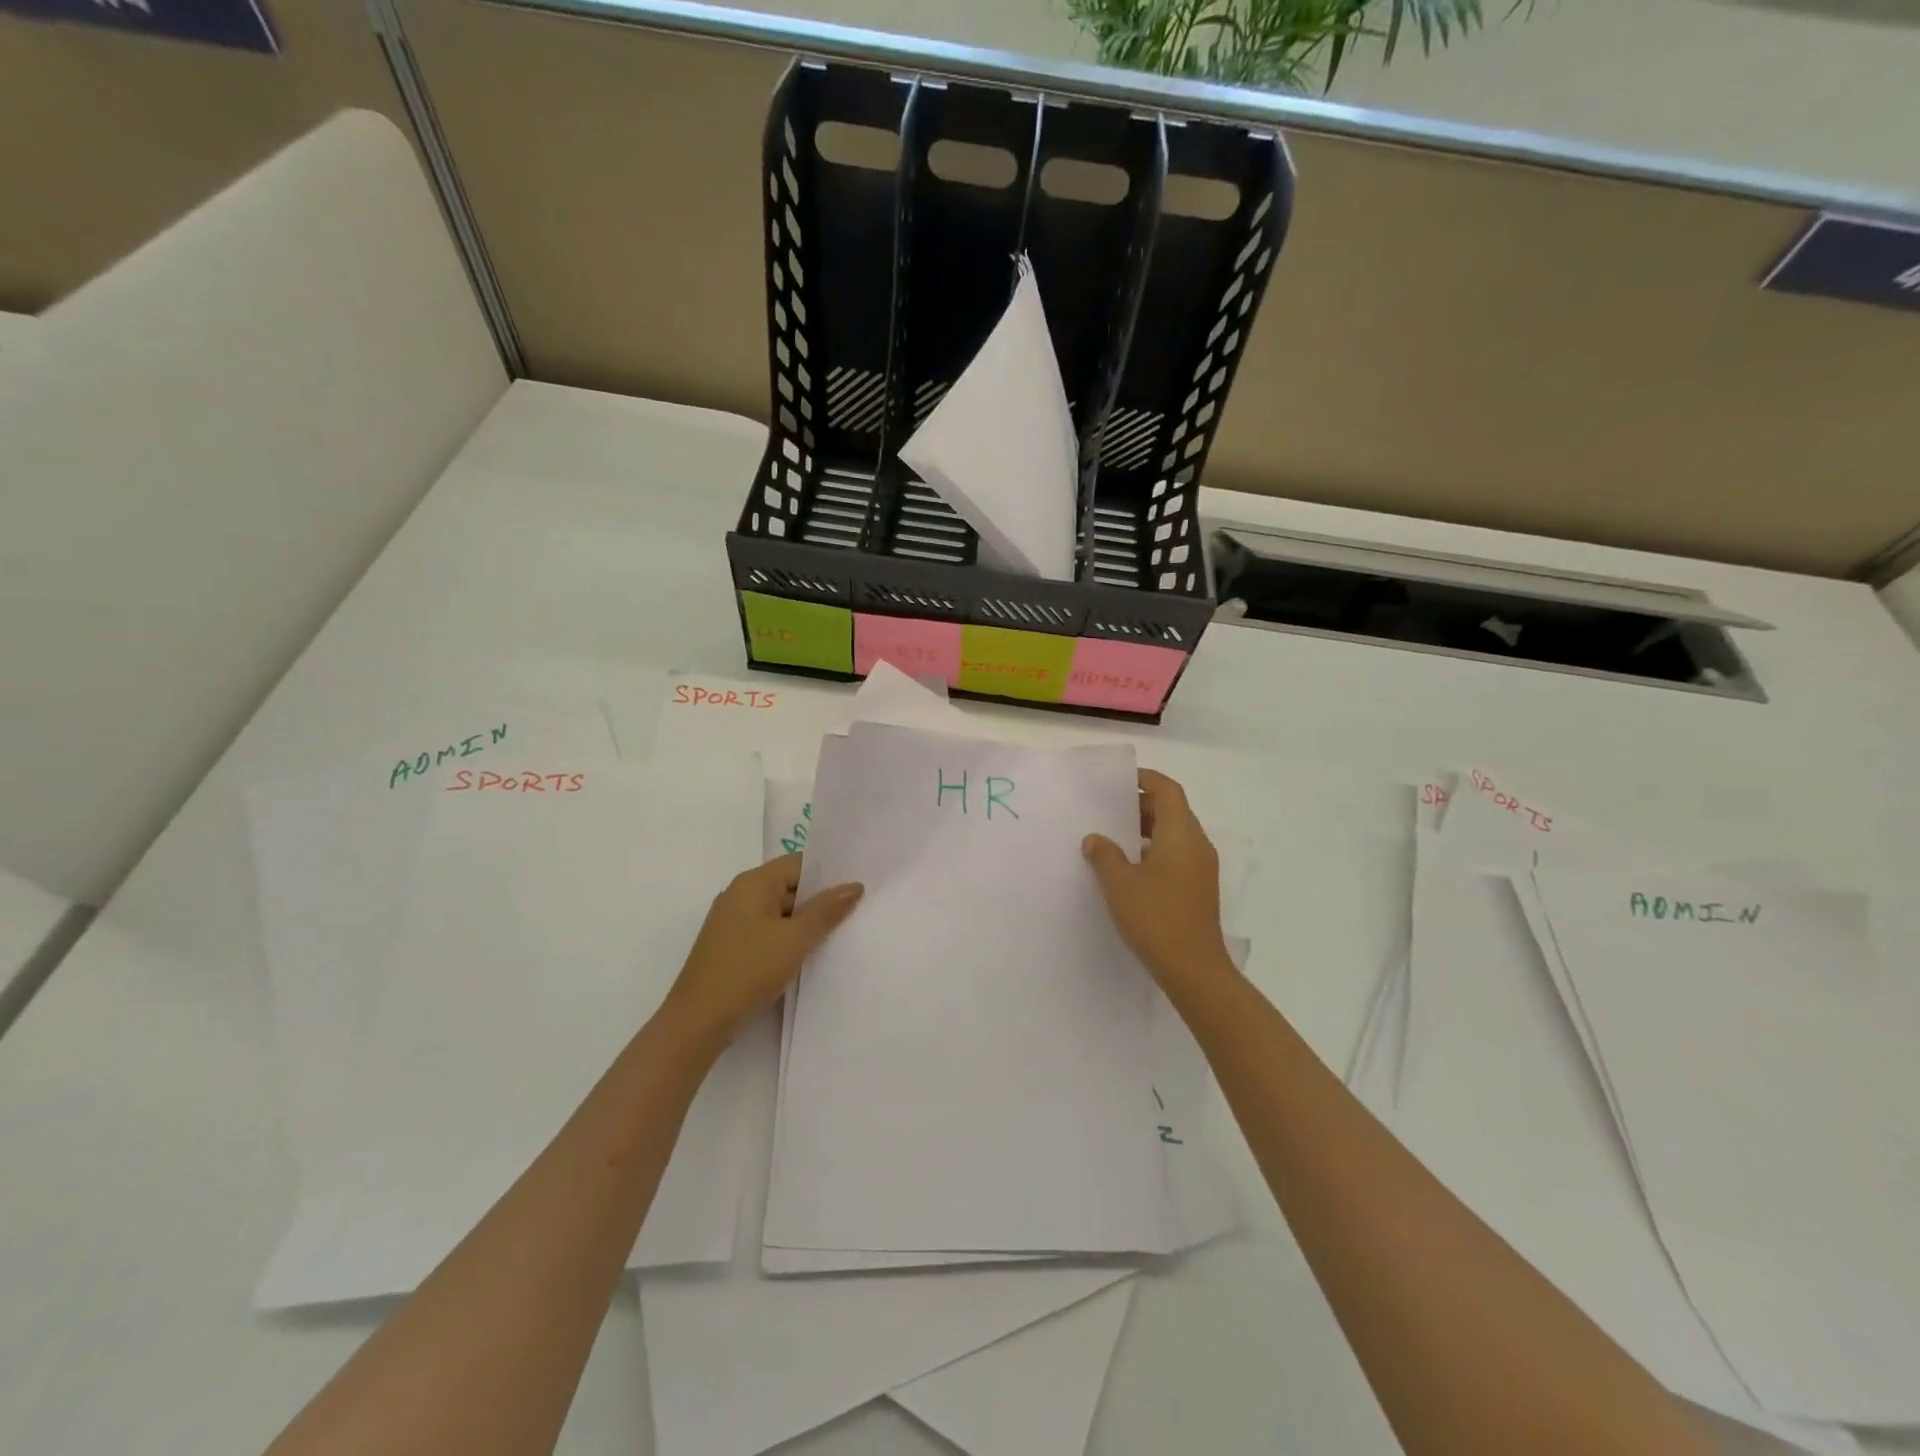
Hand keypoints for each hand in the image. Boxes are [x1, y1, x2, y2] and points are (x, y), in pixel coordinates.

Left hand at [662, 854, 862, 1049]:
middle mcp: (740, 894)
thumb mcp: (795, 939)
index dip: (828, 873)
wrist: (698, 1021)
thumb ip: (826, 910)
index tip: (858, 886)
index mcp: (753, 883)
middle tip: (857, 911)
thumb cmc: (748, 970)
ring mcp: (733, 921)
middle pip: (789, 886)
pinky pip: (768, 931)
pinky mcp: (731, 946)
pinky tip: (808, 955)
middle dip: (819, 900)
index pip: (798, 863)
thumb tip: (854, 886)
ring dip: (805, 922)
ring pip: (779, 911)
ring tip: (838, 934)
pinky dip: (788, 938)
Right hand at [1083, 770, 1233, 996]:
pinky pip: (1176, 854)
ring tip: (1113, 837)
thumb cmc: (1156, 918)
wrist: (1194, 969)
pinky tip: (1128, 867)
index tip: (1118, 780)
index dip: (1145, 779)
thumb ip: (1104, 855)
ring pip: (1174, 834)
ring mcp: (1201, 868)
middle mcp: (1197, 845)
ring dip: (1146, 829)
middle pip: (1172, 810)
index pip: (1168, 790)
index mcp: (1181, 834)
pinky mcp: (1198, 888)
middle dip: (1141, 804)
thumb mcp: (1120, 883)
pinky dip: (1154, 850)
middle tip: (1108, 808)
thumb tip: (1095, 839)